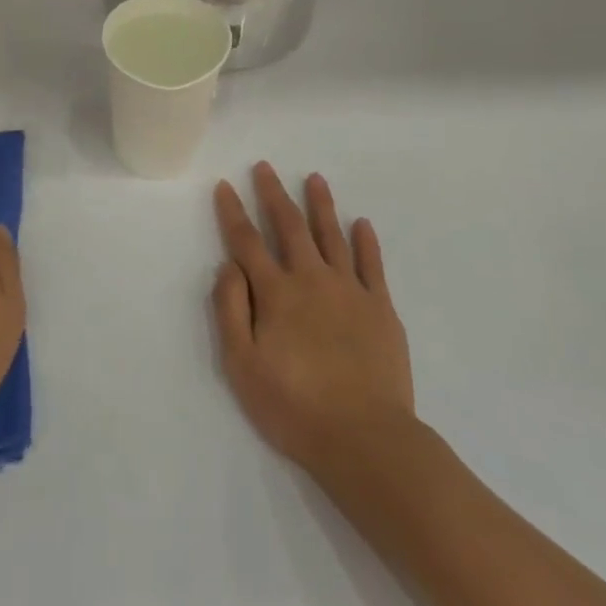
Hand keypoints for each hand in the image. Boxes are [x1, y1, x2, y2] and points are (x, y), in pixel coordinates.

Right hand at [212, 163, 414, 471]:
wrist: (365, 438)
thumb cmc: (294, 406)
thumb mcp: (243, 366)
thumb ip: (231, 310)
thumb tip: (228, 265)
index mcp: (276, 293)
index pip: (247, 242)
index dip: (233, 212)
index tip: (225, 185)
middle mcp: (311, 279)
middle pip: (289, 227)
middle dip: (274, 194)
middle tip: (265, 167)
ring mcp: (350, 290)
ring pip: (332, 235)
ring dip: (321, 205)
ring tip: (315, 178)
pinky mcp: (380, 308)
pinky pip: (372, 264)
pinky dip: (365, 241)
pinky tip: (362, 224)